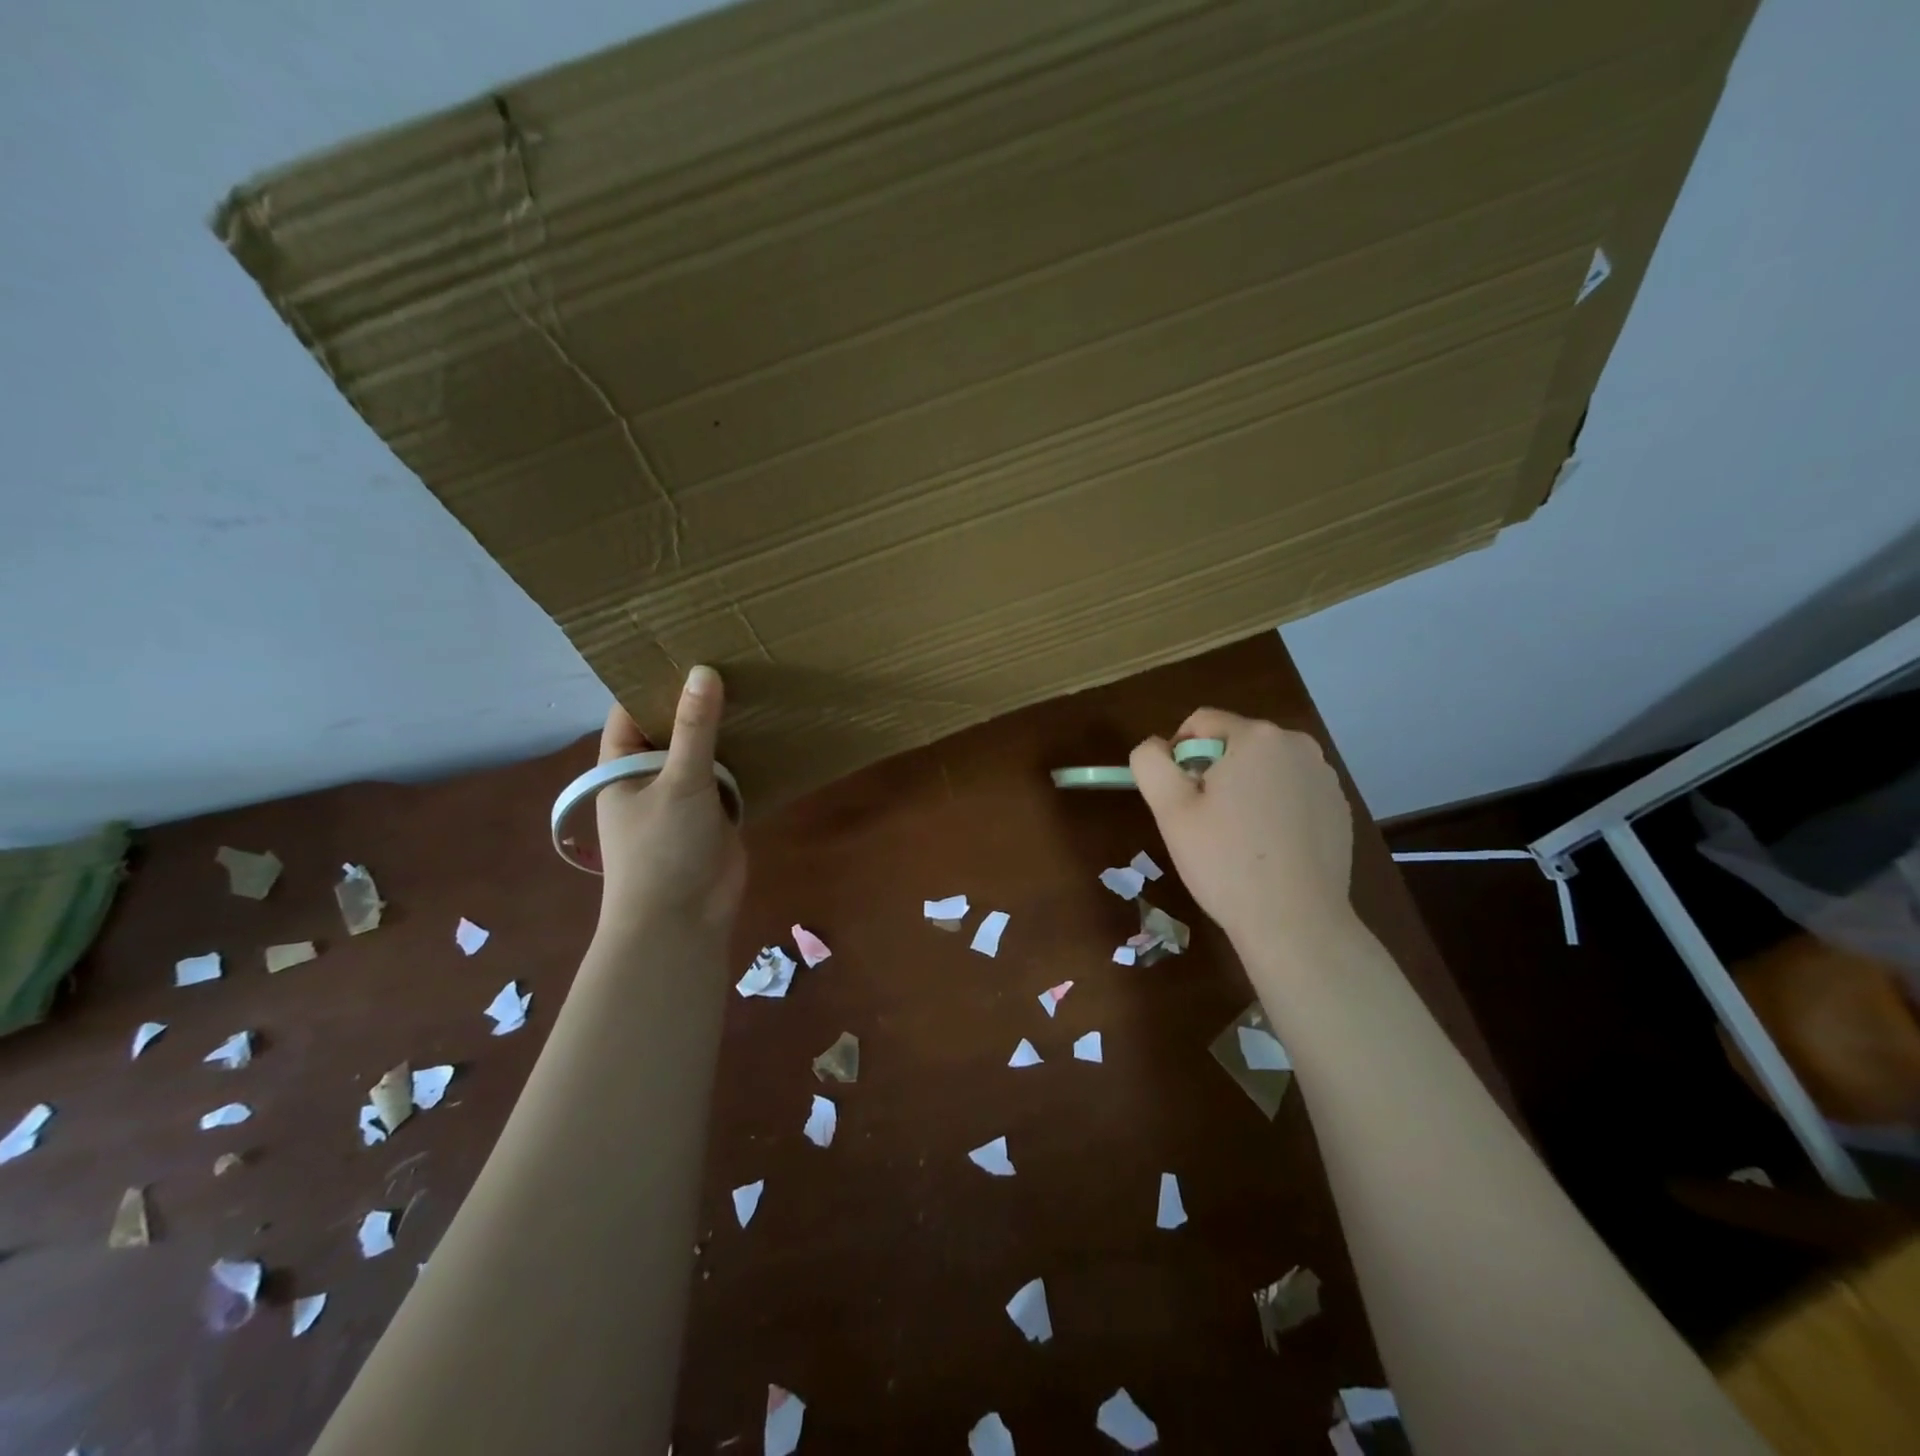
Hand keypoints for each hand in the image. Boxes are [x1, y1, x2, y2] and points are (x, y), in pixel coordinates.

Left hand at [594, 666, 746, 936]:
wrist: (683, 921)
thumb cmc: (663, 849)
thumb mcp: (679, 782)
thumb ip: (694, 729)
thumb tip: (704, 670)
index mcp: (622, 765)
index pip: (632, 708)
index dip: (655, 678)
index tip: (687, 642)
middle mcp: (650, 774)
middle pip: (672, 726)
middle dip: (698, 699)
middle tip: (734, 655)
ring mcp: (684, 794)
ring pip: (704, 751)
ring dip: (725, 728)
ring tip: (756, 682)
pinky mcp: (715, 811)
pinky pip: (728, 775)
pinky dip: (744, 757)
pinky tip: (768, 728)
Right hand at [1130, 709, 1355, 952]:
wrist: (1295, 922)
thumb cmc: (1225, 861)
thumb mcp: (1170, 809)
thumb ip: (1150, 762)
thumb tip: (1156, 747)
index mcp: (1257, 737)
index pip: (1200, 722)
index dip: (1177, 756)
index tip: (1177, 798)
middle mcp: (1298, 745)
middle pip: (1235, 743)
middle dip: (1213, 772)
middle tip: (1204, 821)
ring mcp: (1325, 777)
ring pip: (1264, 769)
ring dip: (1244, 789)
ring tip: (1238, 838)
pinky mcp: (1339, 808)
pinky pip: (1292, 792)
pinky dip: (1274, 808)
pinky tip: (1269, 849)